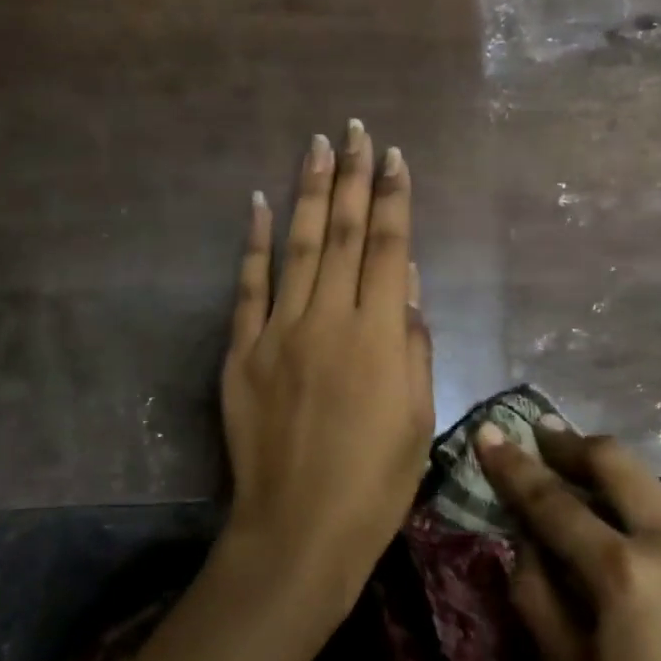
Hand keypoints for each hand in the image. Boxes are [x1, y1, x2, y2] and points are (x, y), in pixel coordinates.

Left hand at [219, 121, 434, 610]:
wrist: (298, 530)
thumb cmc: (375, 483)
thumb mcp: (419, 418)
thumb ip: (415, 345)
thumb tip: (410, 285)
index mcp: (380, 336)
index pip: (391, 249)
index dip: (395, 199)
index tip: (396, 157)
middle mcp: (329, 319)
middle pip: (345, 234)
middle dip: (354, 177)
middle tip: (356, 130)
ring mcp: (278, 331)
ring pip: (299, 246)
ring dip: (310, 192)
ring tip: (317, 147)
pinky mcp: (242, 351)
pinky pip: (249, 286)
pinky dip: (255, 243)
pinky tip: (259, 204)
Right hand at [478, 425, 660, 660]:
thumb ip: (537, 594)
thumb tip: (526, 538)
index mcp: (625, 577)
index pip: (552, 501)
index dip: (513, 465)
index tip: (491, 434)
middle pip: (618, 462)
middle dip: (573, 446)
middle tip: (550, 441)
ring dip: (653, 481)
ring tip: (640, 509)